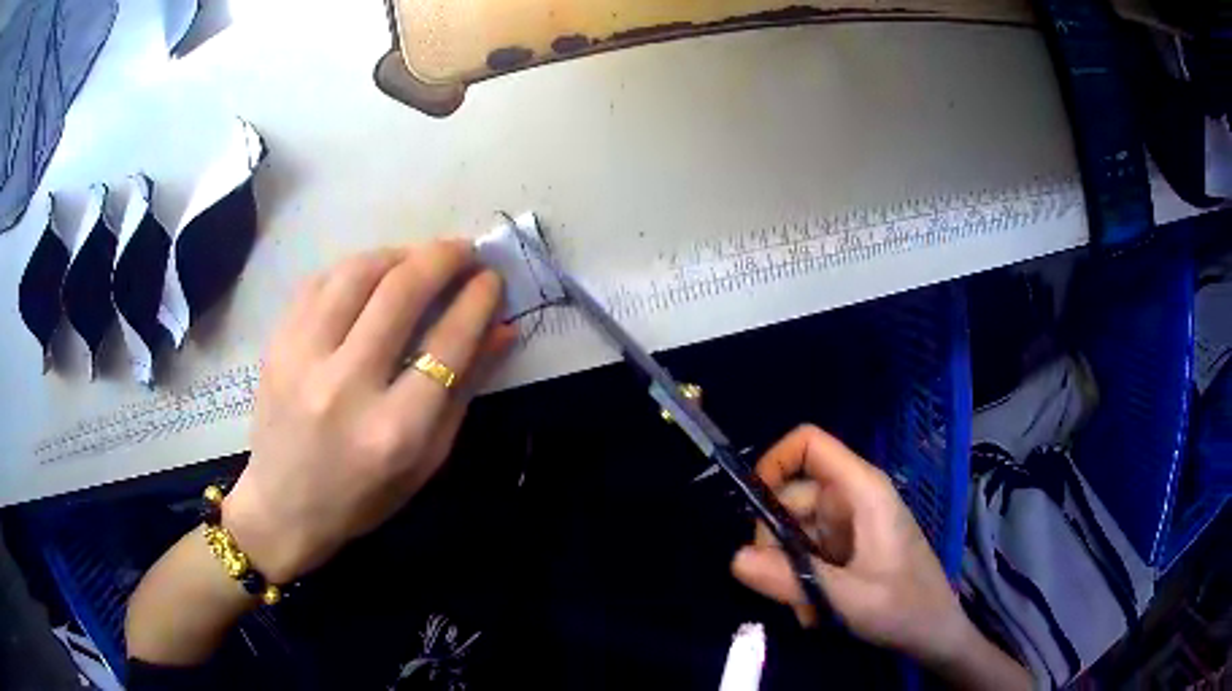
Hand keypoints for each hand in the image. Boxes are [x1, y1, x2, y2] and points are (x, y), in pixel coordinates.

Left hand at [223, 240, 514, 582]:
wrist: (284, 509)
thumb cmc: (364, 496)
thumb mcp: (427, 460)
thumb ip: (464, 391)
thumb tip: (502, 329)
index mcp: (395, 430)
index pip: (446, 342)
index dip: (477, 300)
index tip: (492, 278)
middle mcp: (346, 386)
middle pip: (401, 292)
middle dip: (443, 258)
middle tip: (464, 251)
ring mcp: (303, 360)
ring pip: (357, 274)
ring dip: (398, 253)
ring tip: (418, 258)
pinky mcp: (276, 345)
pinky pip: (319, 282)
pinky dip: (354, 268)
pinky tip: (371, 274)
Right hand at [731, 425, 969, 663]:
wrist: (936, 634)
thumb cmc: (905, 608)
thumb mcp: (848, 598)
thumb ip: (792, 579)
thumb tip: (734, 558)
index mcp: (862, 491)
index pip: (810, 445)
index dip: (774, 463)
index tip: (750, 508)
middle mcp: (853, 500)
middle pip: (792, 496)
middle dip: (776, 542)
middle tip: (780, 586)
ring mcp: (850, 526)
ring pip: (795, 531)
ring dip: (789, 570)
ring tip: (806, 610)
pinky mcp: (848, 550)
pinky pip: (807, 554)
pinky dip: (802, 580)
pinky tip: (815, 612)